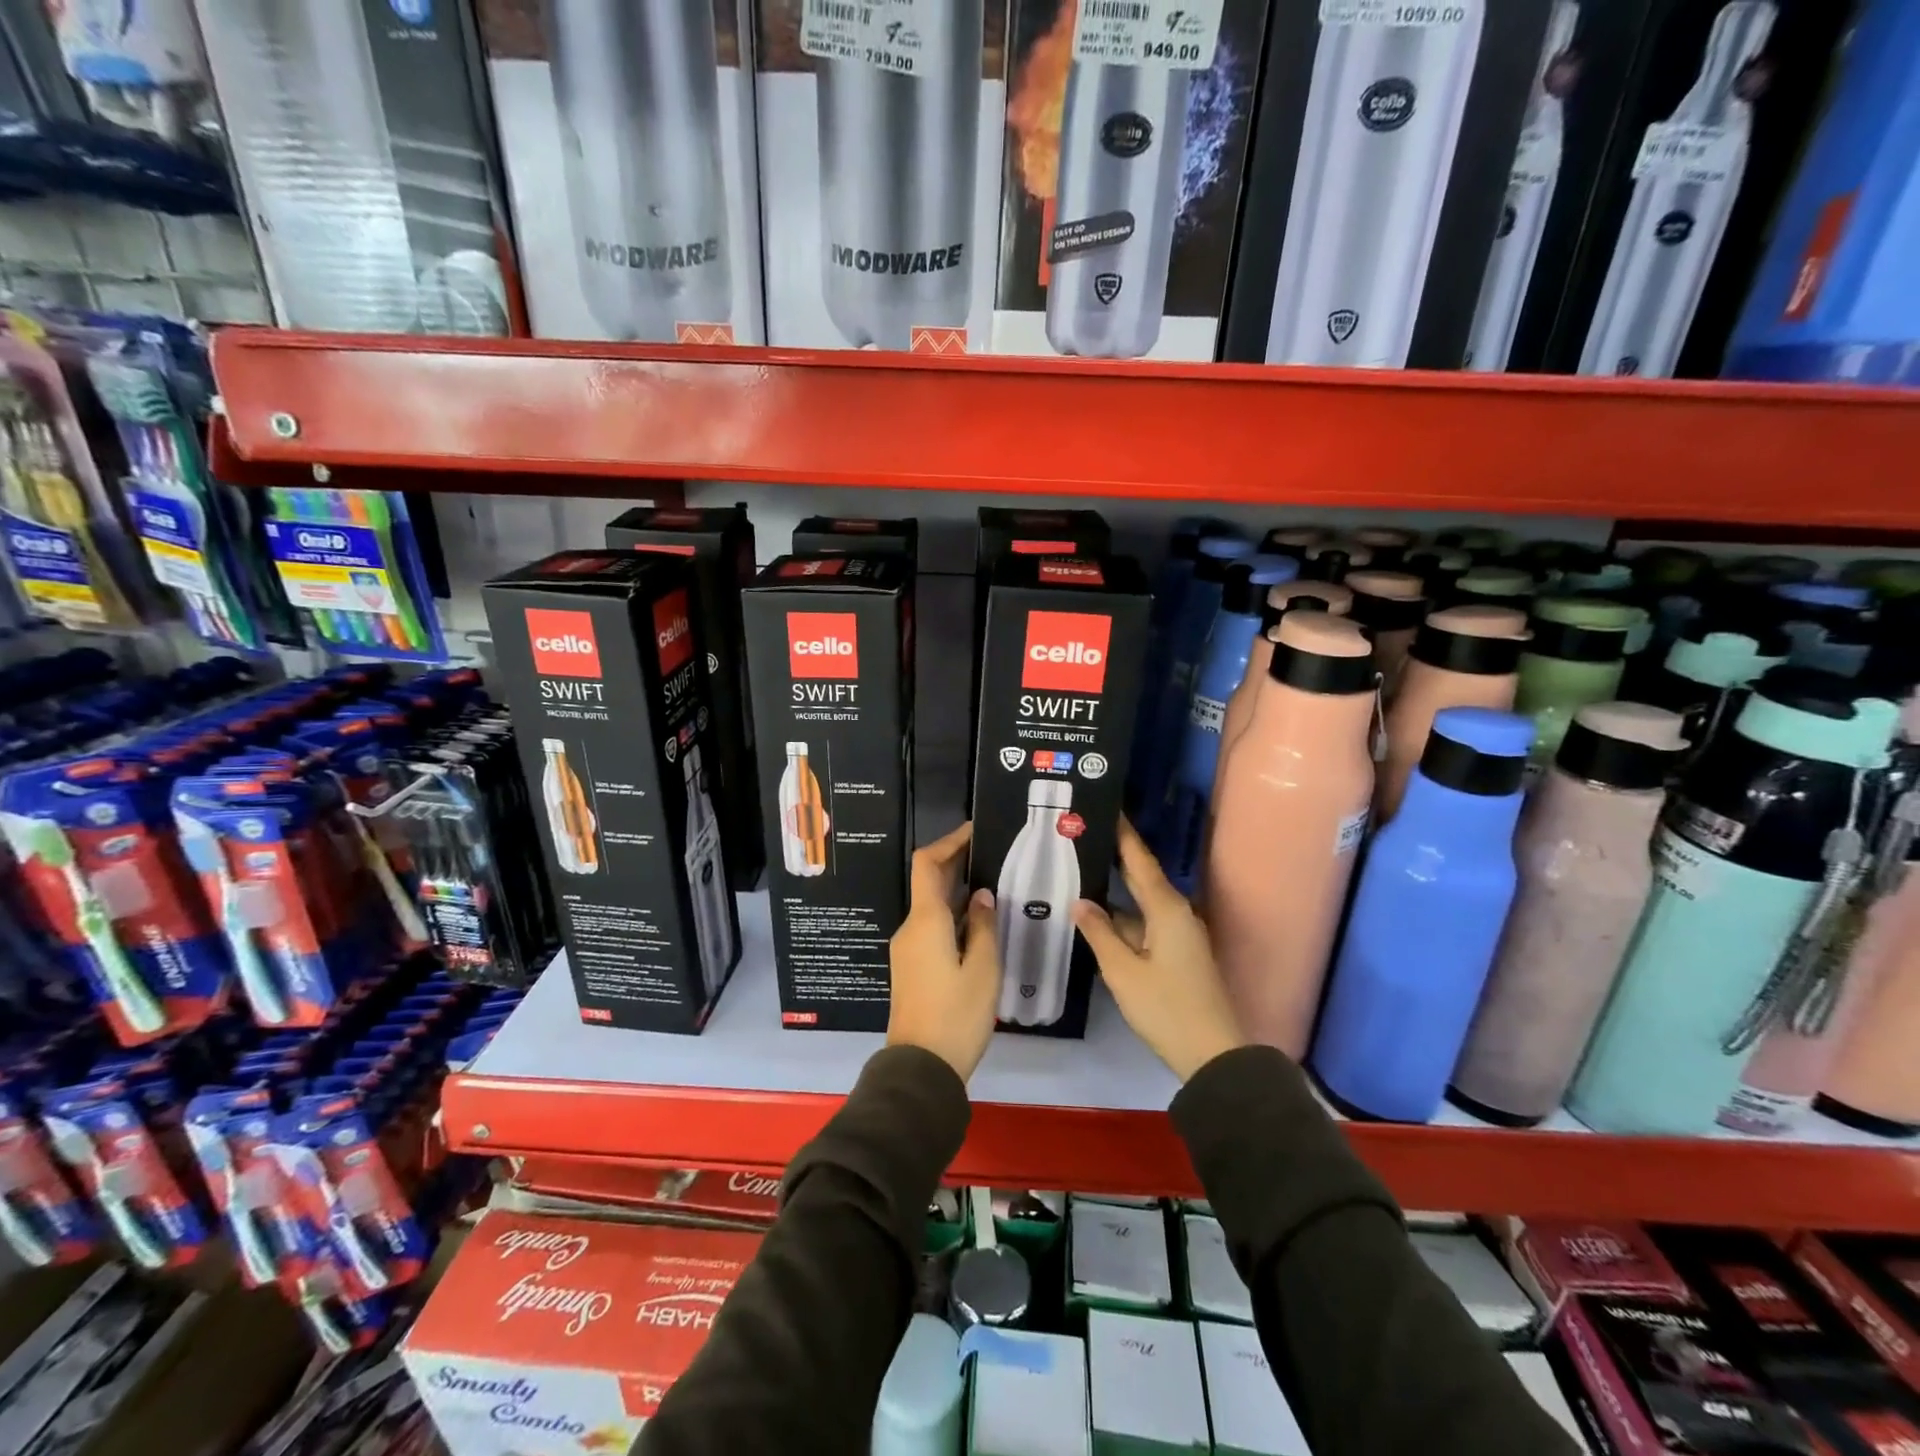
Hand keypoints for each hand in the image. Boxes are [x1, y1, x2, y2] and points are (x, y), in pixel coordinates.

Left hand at [888, 821, 1000, 1080]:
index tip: (974, 831)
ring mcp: (908, 949)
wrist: (921, 1068)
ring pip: (932, 908)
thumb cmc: (956, 1015)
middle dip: (957, 864)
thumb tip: (981, 895)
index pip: (927, 864)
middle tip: (993, 856)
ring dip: (958, 893)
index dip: (948, 842)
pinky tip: (981, 924)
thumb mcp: (983, 969)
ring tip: (995, 887)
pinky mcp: (912, 967)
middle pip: (929, 883)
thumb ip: (983, 926)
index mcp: (925, 921)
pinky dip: (954, 917)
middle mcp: (911, 928)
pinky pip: (932, 928)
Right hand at [1074, 818, 1246, 1081]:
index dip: (1122, 833)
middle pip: (1141, 876)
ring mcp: (1179, 934)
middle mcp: (1176, 913)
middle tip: (1081, 837)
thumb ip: (1100, 933)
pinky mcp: (1177, 953)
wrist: (1213, 1054)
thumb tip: (1080, 902)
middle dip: (1113, 856)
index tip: (1105, 806)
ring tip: (1078, 875)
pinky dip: (1122, 918)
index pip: (1139, 859)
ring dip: (1114, 892)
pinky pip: (1145, 923)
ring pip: (1140, 904)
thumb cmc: (1166, 1008)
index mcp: (1167, 909)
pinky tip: (1097, 919)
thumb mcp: (1123, 972)